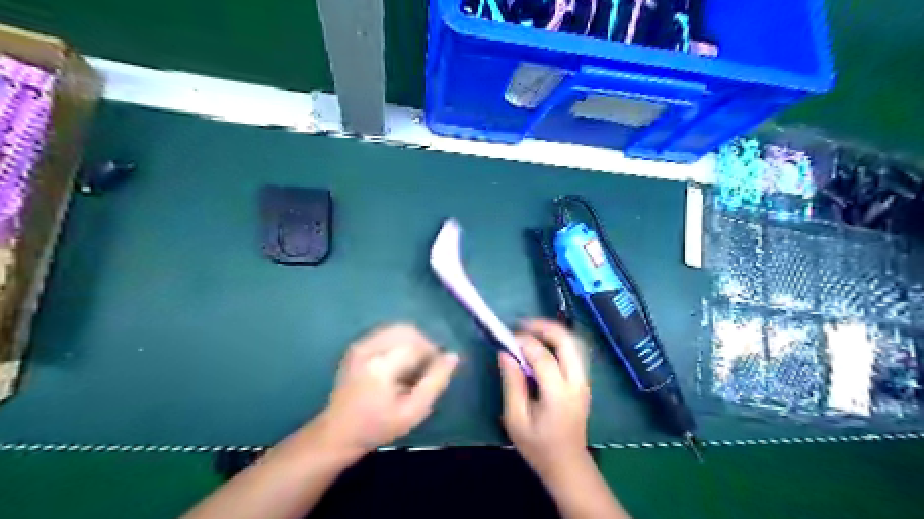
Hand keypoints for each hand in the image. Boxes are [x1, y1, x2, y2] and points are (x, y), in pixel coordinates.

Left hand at [316, 323, 458, 453]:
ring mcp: (360, 344)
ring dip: (412, 343)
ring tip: (412, 368)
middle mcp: (369, 347)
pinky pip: (387, 333)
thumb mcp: (413, 411)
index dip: (433, 355)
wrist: (338, 432)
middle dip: (423, 345)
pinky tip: (399, 364)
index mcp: (381, 365)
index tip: (436, 372)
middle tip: (425, 369)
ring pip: (398, 330)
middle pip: (408, 331)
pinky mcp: (357, 345)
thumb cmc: (378, 426)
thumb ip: (435, 382)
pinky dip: (400, 343)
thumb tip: (452, 356)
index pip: (418, 345)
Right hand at [499, 317, 592, 479]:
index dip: (525, 342)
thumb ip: (512, 384)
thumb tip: (505, 353)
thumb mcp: (516, 420)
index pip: (544, 357)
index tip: (507, 338)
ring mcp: (584, 381)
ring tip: (531, 331)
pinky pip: (574, 352)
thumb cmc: (538, 446)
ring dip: (553, 332)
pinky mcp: (584, 382)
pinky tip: (542, 345)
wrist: (568, 465)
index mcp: (559, 394)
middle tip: (522, 325)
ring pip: (575, 343)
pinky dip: (559, 342)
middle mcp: (577, 383)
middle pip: (568, 341)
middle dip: (545, 327)